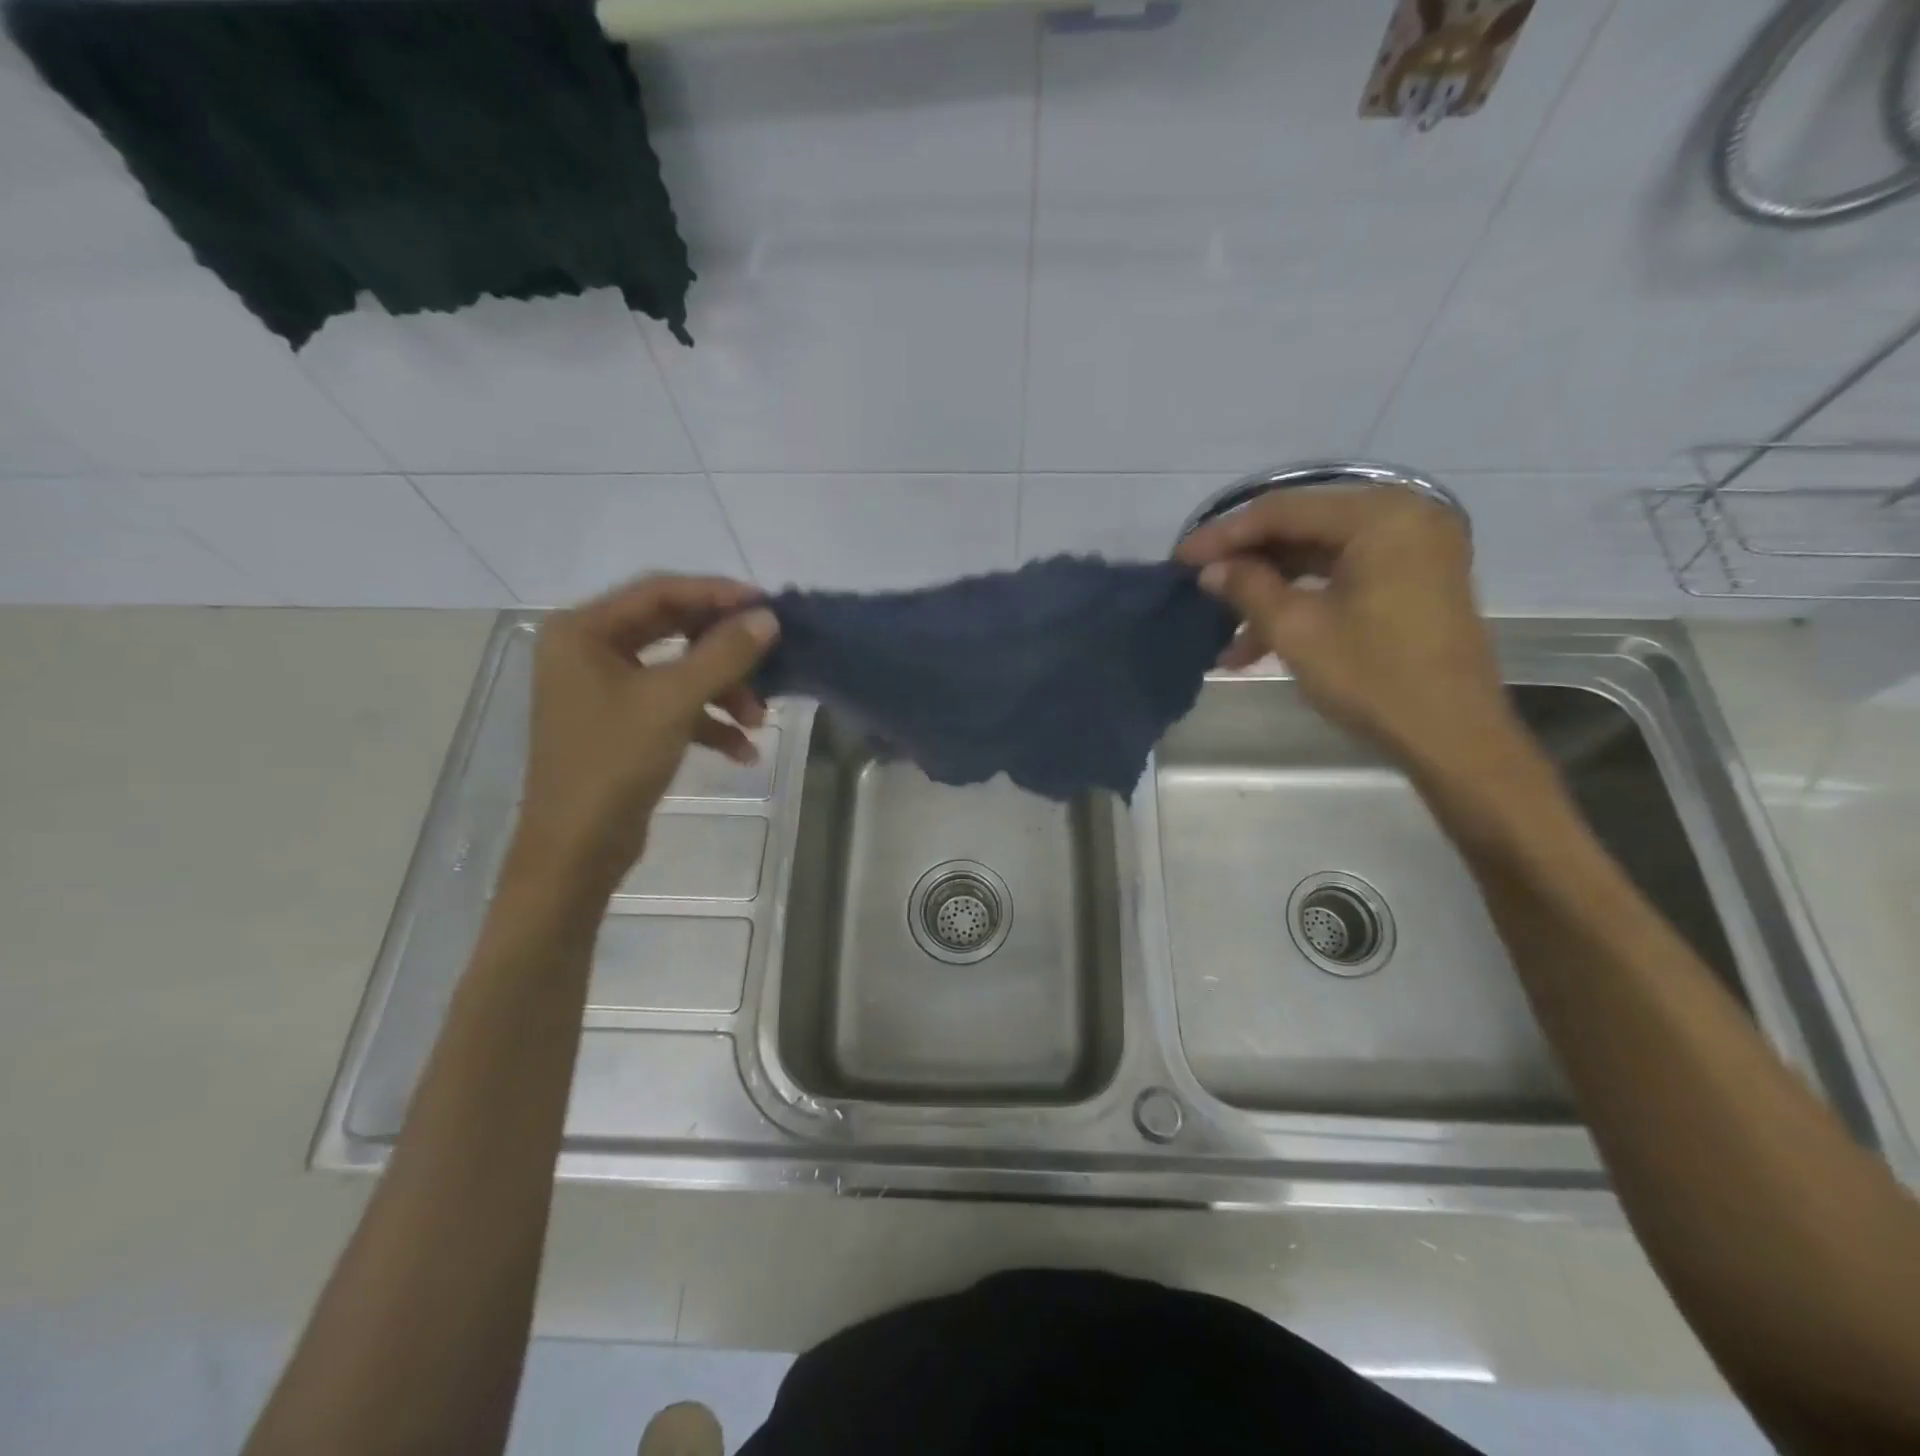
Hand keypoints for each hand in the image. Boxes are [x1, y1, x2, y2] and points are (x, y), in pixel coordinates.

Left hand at [508, 575, 778, 899]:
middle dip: (723, 650)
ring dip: (723, 691)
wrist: (576, 849)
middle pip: (672, 630)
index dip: (717, 594)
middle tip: (769, 653)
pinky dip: (708, 722)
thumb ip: (723, 654)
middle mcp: (589, 651)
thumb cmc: (613, 762)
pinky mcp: (622, 724)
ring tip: (759, 720)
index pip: (660, 591)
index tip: (767, 605)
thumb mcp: (673, 701)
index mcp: (584, 631)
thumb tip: (768, 619)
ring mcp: (605, 689)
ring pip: (678, 672)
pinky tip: (742, 750)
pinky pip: (673, 707)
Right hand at [1176, 487, 1515, 774]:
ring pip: (1320, 556)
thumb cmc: (1373, 677)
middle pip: (1303, 528)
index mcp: (1381, 516)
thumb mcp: (1297, 630)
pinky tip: (1260, 641)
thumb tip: (1211, 570)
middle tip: (1200, 586)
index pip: (1283, 510)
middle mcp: (1405, 515)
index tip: (1180, 559)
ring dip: (1270, 591)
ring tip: (1225, 633)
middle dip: (1247, 563)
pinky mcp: (1414, 579)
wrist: (1452, 736)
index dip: (1224, 535)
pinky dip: (1303, 601)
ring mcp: (1414, 548)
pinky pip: (1344, 575)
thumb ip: (1248, 588)